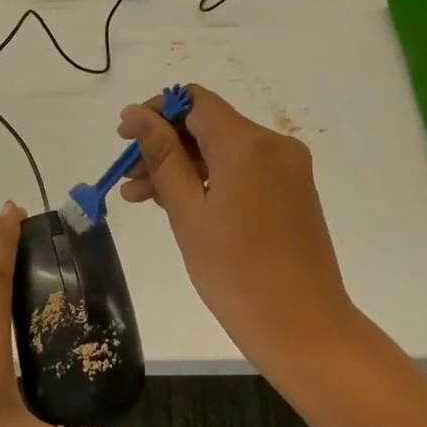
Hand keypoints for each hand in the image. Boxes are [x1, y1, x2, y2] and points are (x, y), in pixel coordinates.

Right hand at [119, 84, 357, 370]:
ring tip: (143, 199)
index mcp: (247, 143)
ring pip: (224, 150)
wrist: (302, 325)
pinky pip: (244, 171)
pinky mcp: (293, 191)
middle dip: (165, 145)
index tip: (125, 139)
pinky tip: (181, 205)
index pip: (194, 101)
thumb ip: (161, 157)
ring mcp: (288, 168)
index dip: (156, 112)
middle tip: (128, 180)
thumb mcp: (188, 212)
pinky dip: (211, 180)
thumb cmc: (235, 271)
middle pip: (209, 125)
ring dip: (184, 167)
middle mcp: (274, 144)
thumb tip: (135, 114)